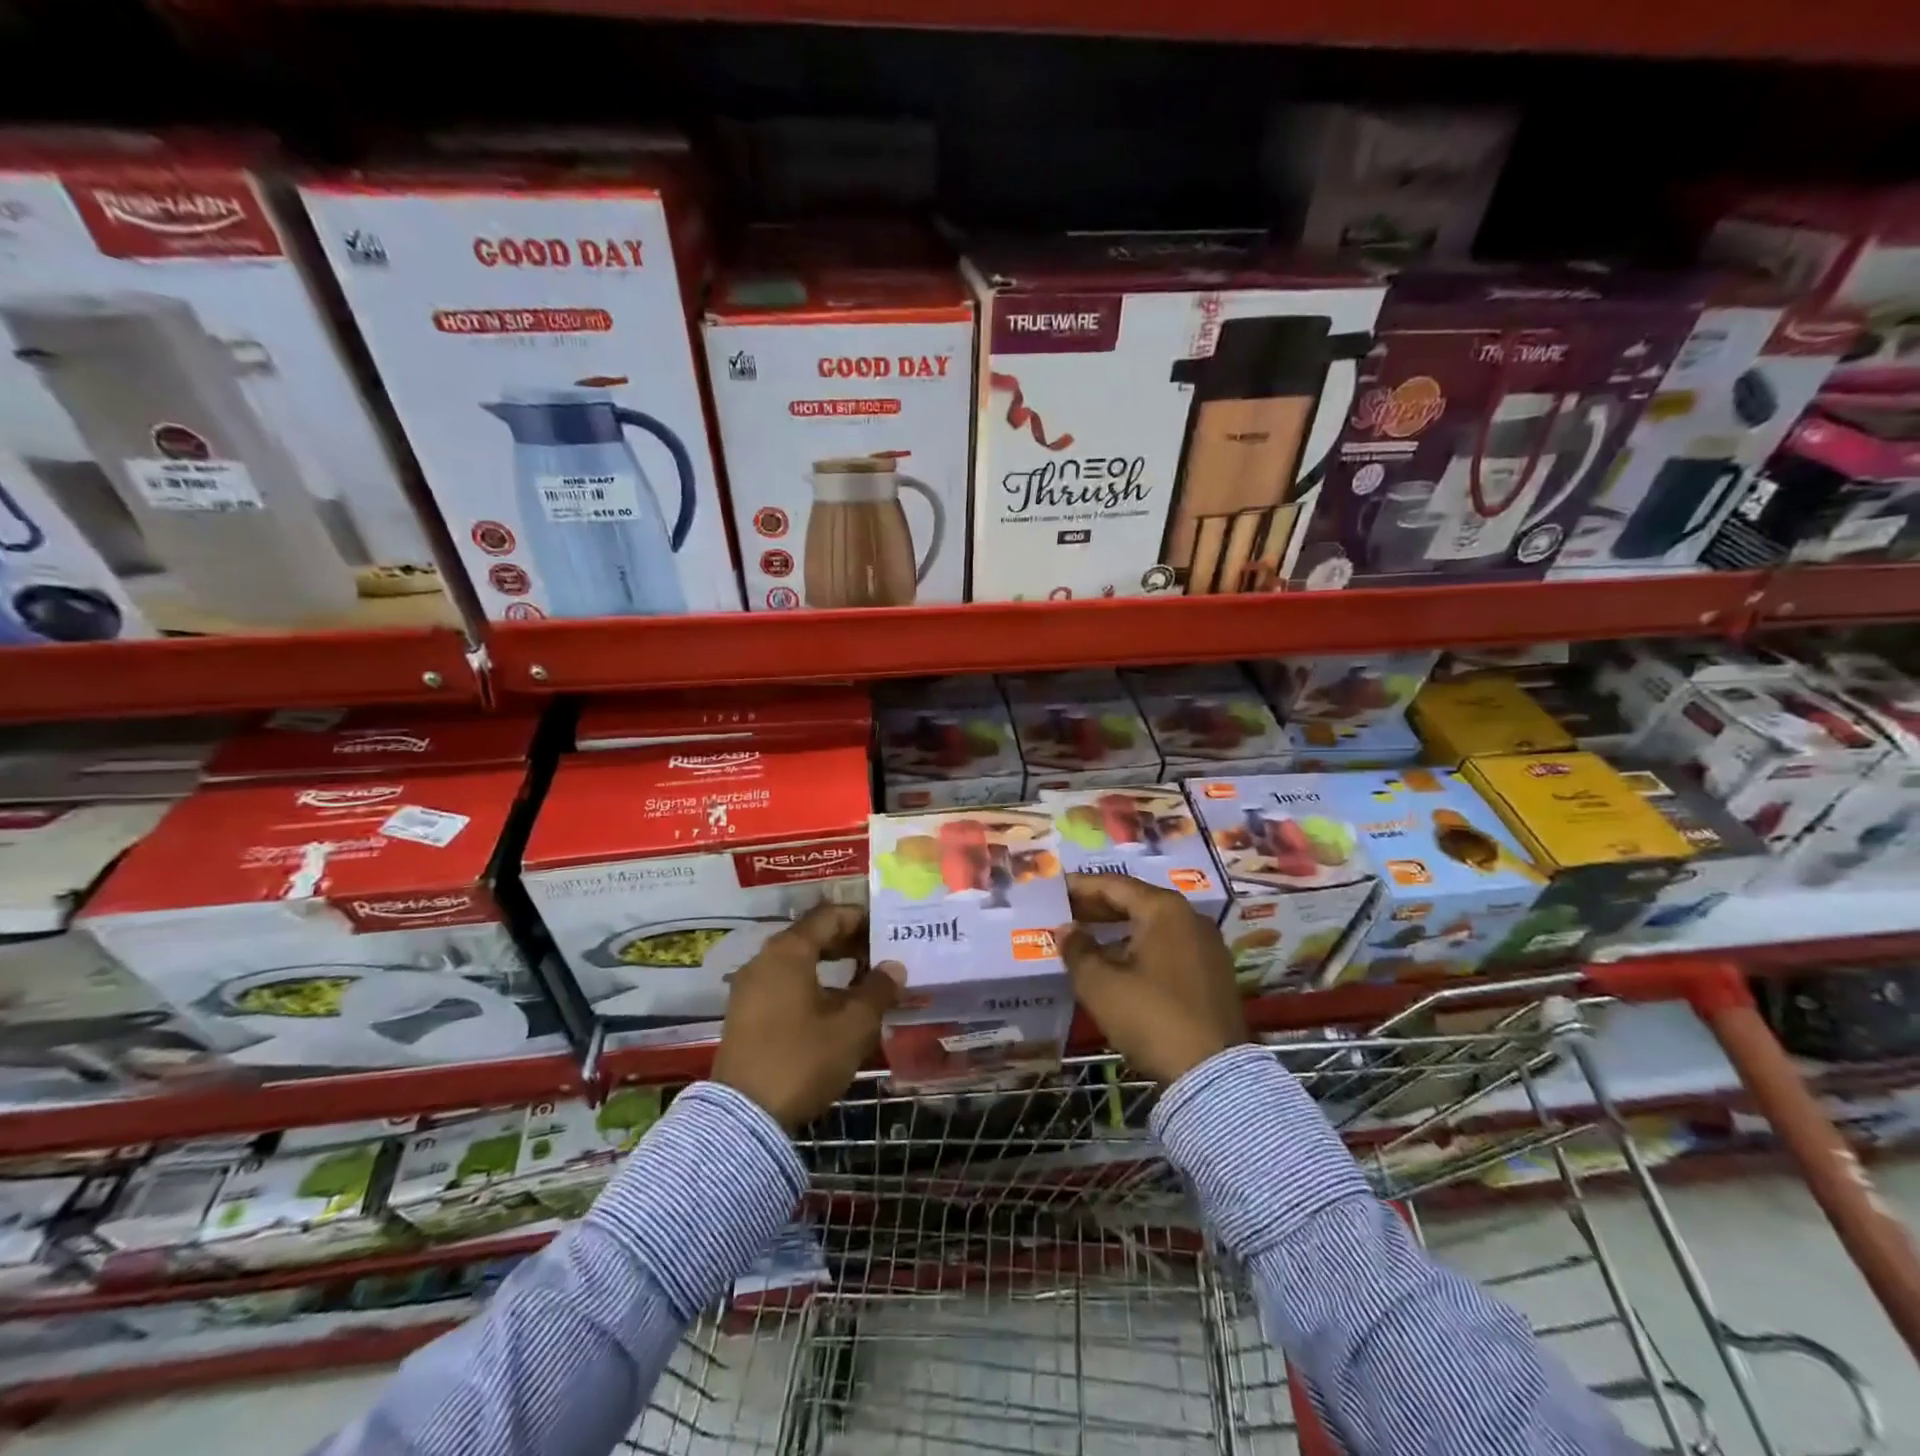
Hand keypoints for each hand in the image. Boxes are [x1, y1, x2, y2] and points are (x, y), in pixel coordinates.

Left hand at [712, 902, 902, 1130]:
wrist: (744, 1117)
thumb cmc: (803, 1059)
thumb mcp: (852, 1026)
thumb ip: (878, 990)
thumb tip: (894, 966)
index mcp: (789, 951)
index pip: (829, 916)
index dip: (860, 919)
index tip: (886, 930)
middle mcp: (763, 960)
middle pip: (811, 936)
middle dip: (847, 942)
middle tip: (879, 956)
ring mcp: (748, 987)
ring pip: (796, 961)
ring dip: (829, 965)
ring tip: (861, 984)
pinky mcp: (743, 1014)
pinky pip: (782, 983)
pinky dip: (809, 984)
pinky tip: (832, 1007)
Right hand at [1057, 873, 1247, 1085]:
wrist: (1212, 1074)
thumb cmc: (1151, 1017)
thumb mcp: (1100, 985)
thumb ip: (1078, 950)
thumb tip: (1067, 930)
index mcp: (1164, 909)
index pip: (1114, 885)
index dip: (1080, 886)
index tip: (1054, 889)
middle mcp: (1190, 917)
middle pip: (1136, 901)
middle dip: (1098, 907)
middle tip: (1066, 912)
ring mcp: (1207, 945)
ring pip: (1153, 925)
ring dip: (1118, 929)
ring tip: (1086, 939)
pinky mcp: (1213, 972)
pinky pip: (1168, 946)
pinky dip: (1140, 946)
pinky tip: (1117, 963)